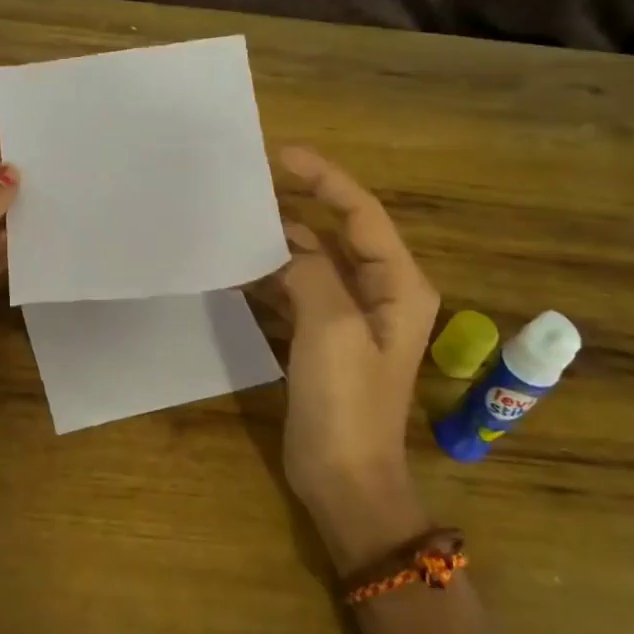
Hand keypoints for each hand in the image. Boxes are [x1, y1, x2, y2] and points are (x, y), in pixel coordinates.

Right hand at [273, 146, 440, 565]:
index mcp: (397, 284)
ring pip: (312, 262)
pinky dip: (270, 278)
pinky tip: (238, 272)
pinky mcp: (321, 338)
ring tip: (235, 225)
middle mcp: (379, 292)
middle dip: (297, 208)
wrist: (343, 478)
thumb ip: (310, 272)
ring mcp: (348, 317)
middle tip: (248, 187)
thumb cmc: (347, 403)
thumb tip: (285, 244)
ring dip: (278, 244)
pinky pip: (296, 291)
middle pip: (336, 233)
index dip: (324, 178)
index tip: (281, 154)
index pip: (362, 213)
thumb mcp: (330, 328)